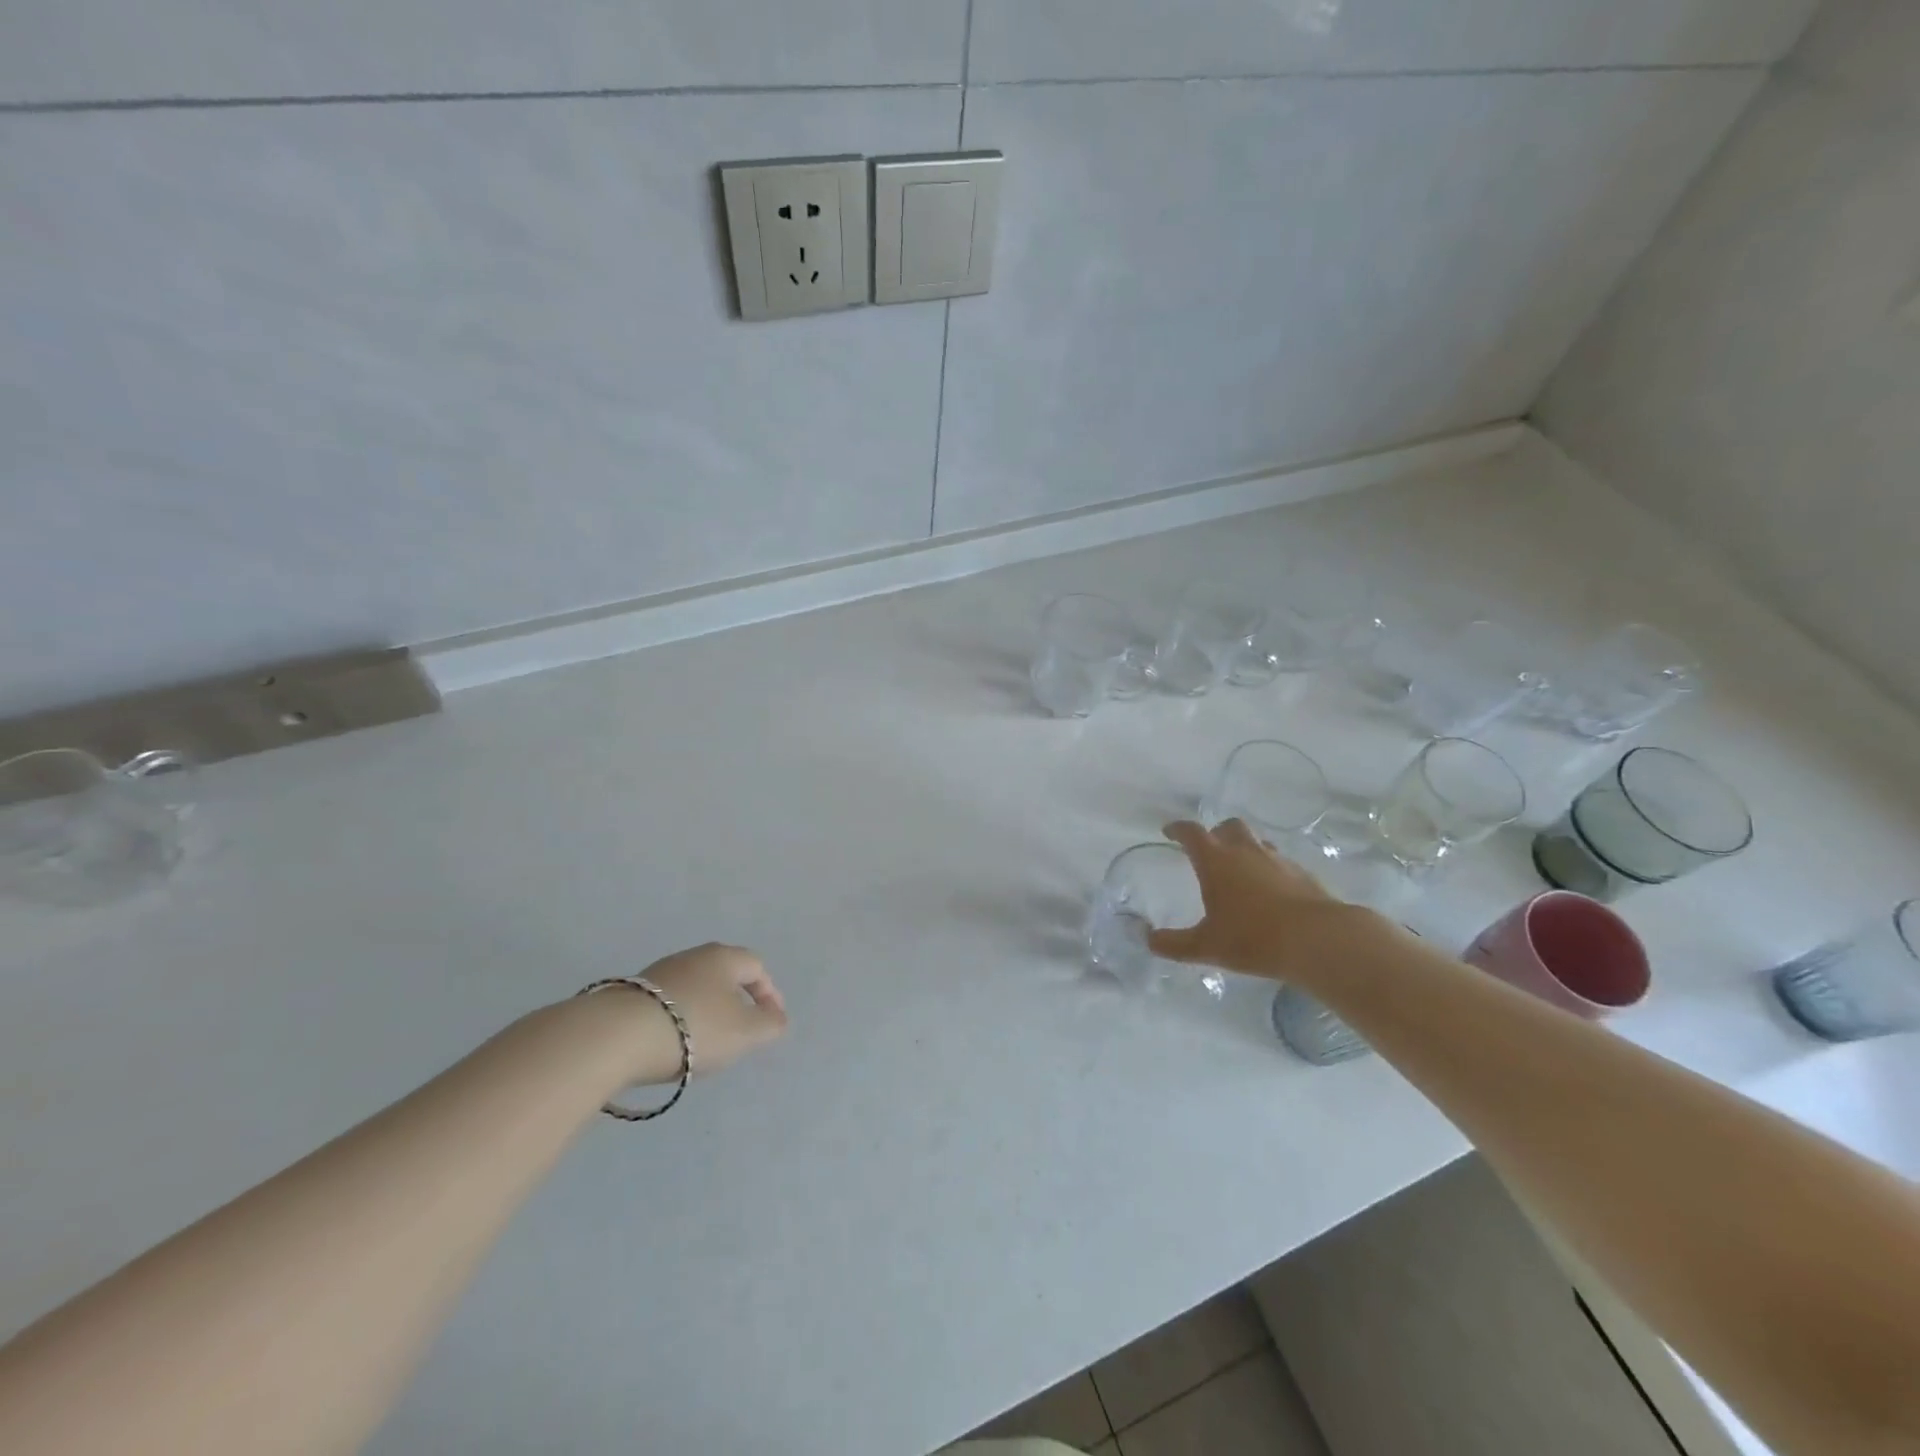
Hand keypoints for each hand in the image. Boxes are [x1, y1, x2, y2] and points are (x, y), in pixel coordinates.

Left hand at [621, 942, 788, 1083]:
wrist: (617, 1036)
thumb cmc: (695, 1027)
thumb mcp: (745, 1032)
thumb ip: (769, 1025)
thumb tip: (777, 1018)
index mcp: (724, 957)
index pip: (757, 967)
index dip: (770, 994)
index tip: (772, 1022)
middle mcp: (693, 956)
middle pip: (724, 974)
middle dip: (736, 1000)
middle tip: (741, 1030)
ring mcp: (659, 972)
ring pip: (695, 988)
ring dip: (706, 1010)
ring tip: (706, 1042)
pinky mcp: (632, 993)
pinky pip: (668, 1003)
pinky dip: (679, 1019)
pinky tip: (673, 1043)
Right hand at [1146, 819, 1359, 980]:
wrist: (1318, 940)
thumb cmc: (1253, 938)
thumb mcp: (1206, 946)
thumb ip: (1174, 943)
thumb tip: (1148, 939)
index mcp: (1216, 860)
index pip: (1192, 833)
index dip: (1178, 830)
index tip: (1169, 832)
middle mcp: (1246, 851)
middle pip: (1229, 827)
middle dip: (1216, 833)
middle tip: (1209, 850)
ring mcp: (1278, 860)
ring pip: (1257, 842)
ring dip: (1245, 849)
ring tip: (1240, 870)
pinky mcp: (1303, 874)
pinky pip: (1280, 862)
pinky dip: (1269, 869)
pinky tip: (1270, 891)